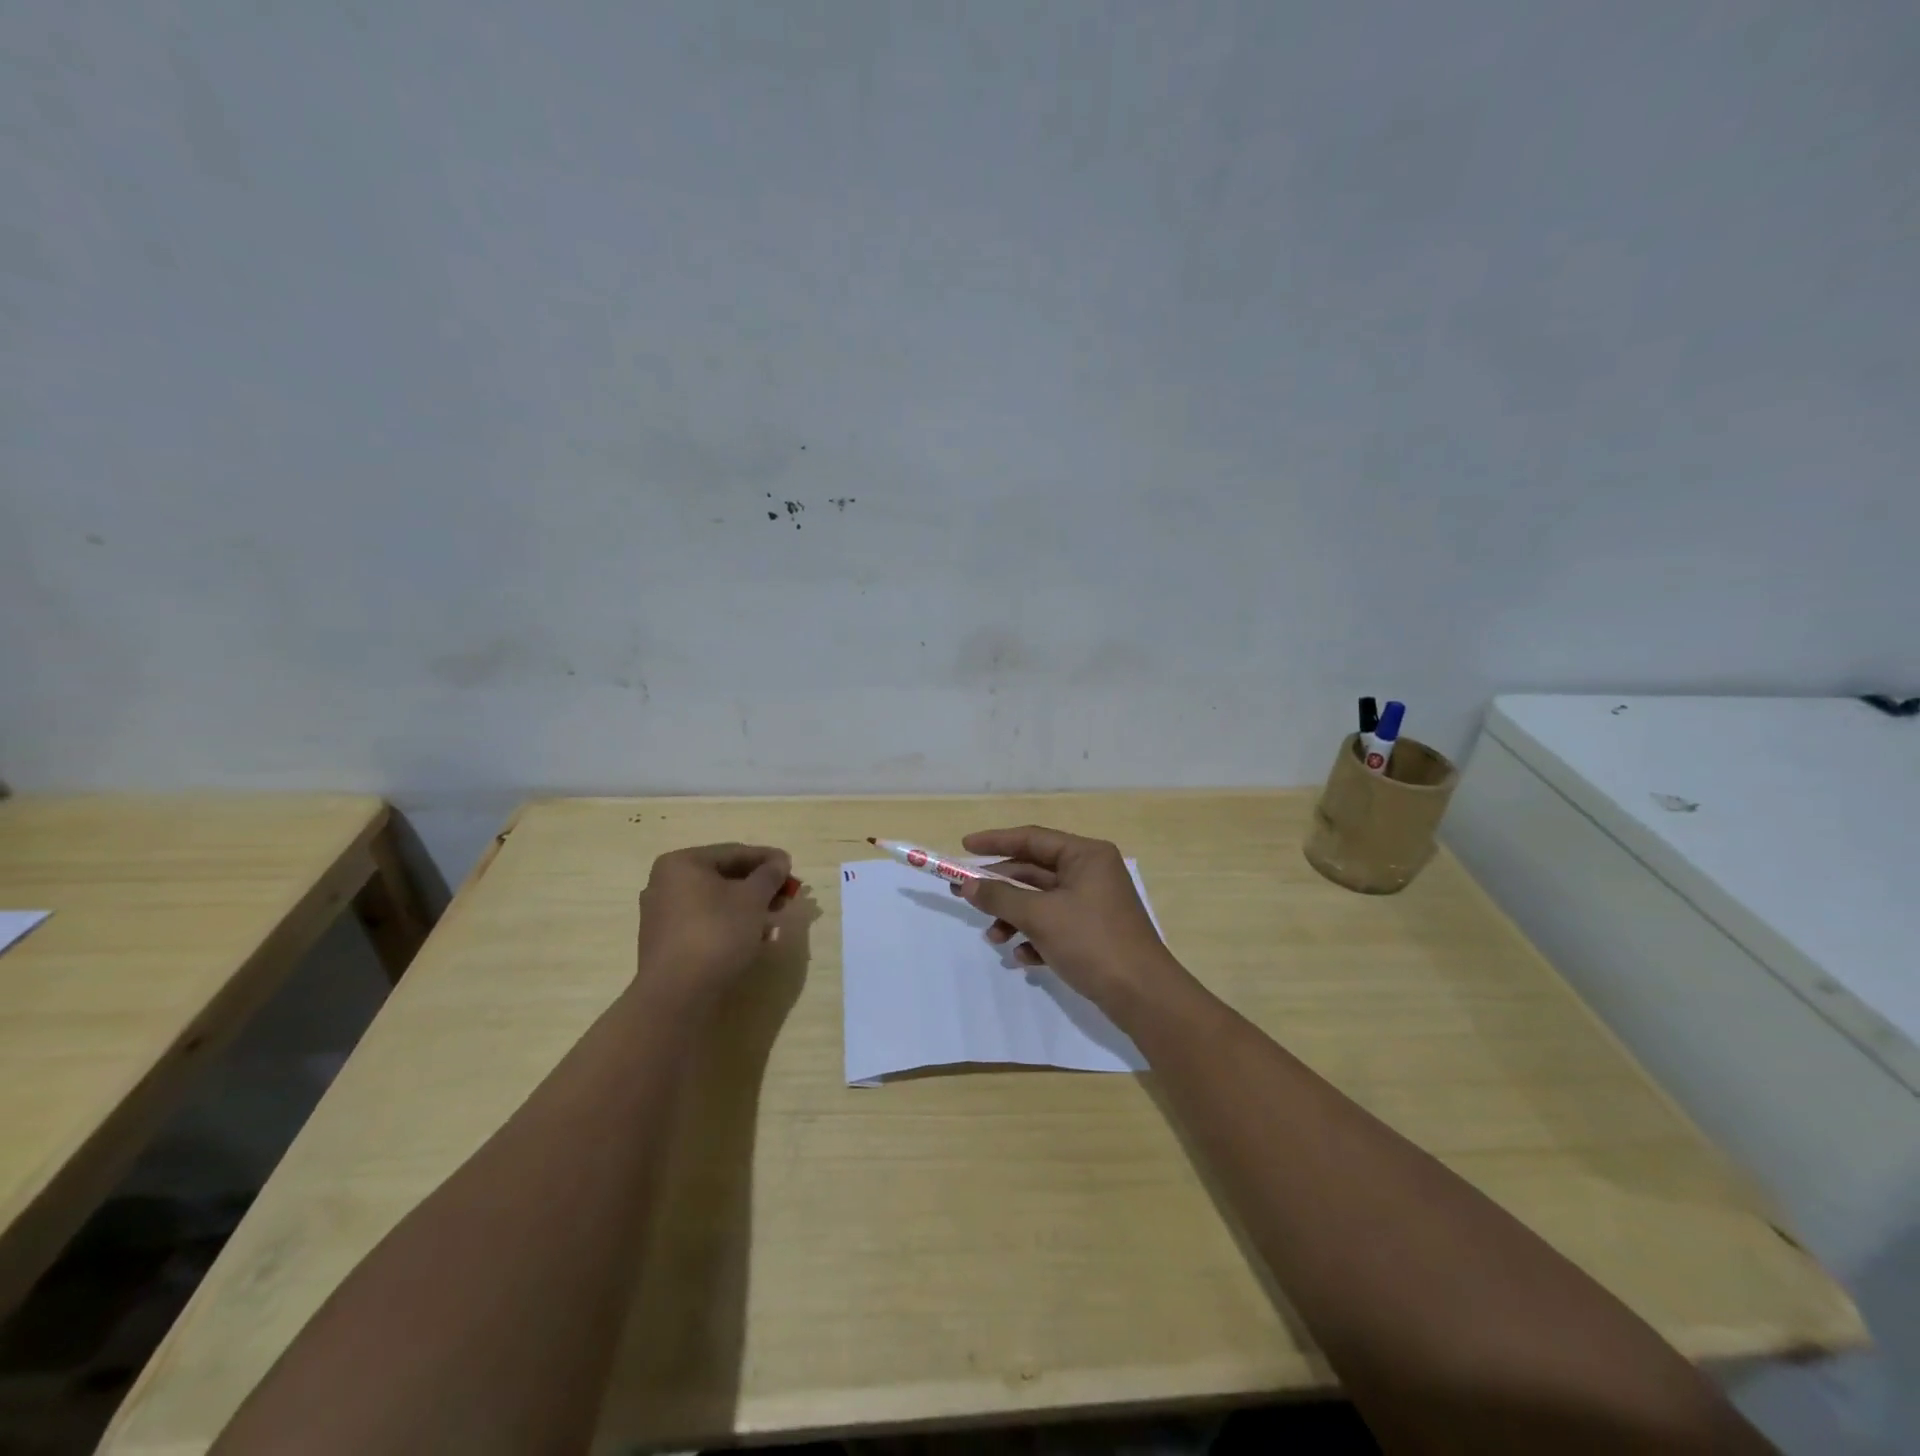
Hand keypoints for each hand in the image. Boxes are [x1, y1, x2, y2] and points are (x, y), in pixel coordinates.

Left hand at [635, 843, 795, 1009]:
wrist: (678, 995)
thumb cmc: (716, 933)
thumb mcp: (752, 899)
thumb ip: (769, 875)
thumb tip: (780, 862)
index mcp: (682, 864)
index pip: (733, 852)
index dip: (767, 859)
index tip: (792, 867)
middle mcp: (666, 884)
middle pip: (723, 877)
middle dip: (759, 886)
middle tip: (787, 895)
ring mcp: (663, 915)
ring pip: (716, 902)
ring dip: (748, 907)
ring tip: (776, 918)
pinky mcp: (667, 943)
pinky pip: (705, 922)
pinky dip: (730, 924)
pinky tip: (754, 937)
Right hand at [953, 825, 1187, 1019]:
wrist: (1143, 995)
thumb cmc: (1092, 942)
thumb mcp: (1040, 916)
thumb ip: (1000, 897)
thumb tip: (967, 885)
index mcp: (1085, 855)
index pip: (1032, 838)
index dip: (995, 841)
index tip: (964, 846)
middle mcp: (1091, 872)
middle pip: (1033, 871)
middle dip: (1000, 888)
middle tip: (963, 895)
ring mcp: (1093, 903)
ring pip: (1041, 901)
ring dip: (1014, 917)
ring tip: (994, 938)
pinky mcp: (1093, 932)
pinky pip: (1054, 924)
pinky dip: (1035, 937)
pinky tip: (1023, 957)